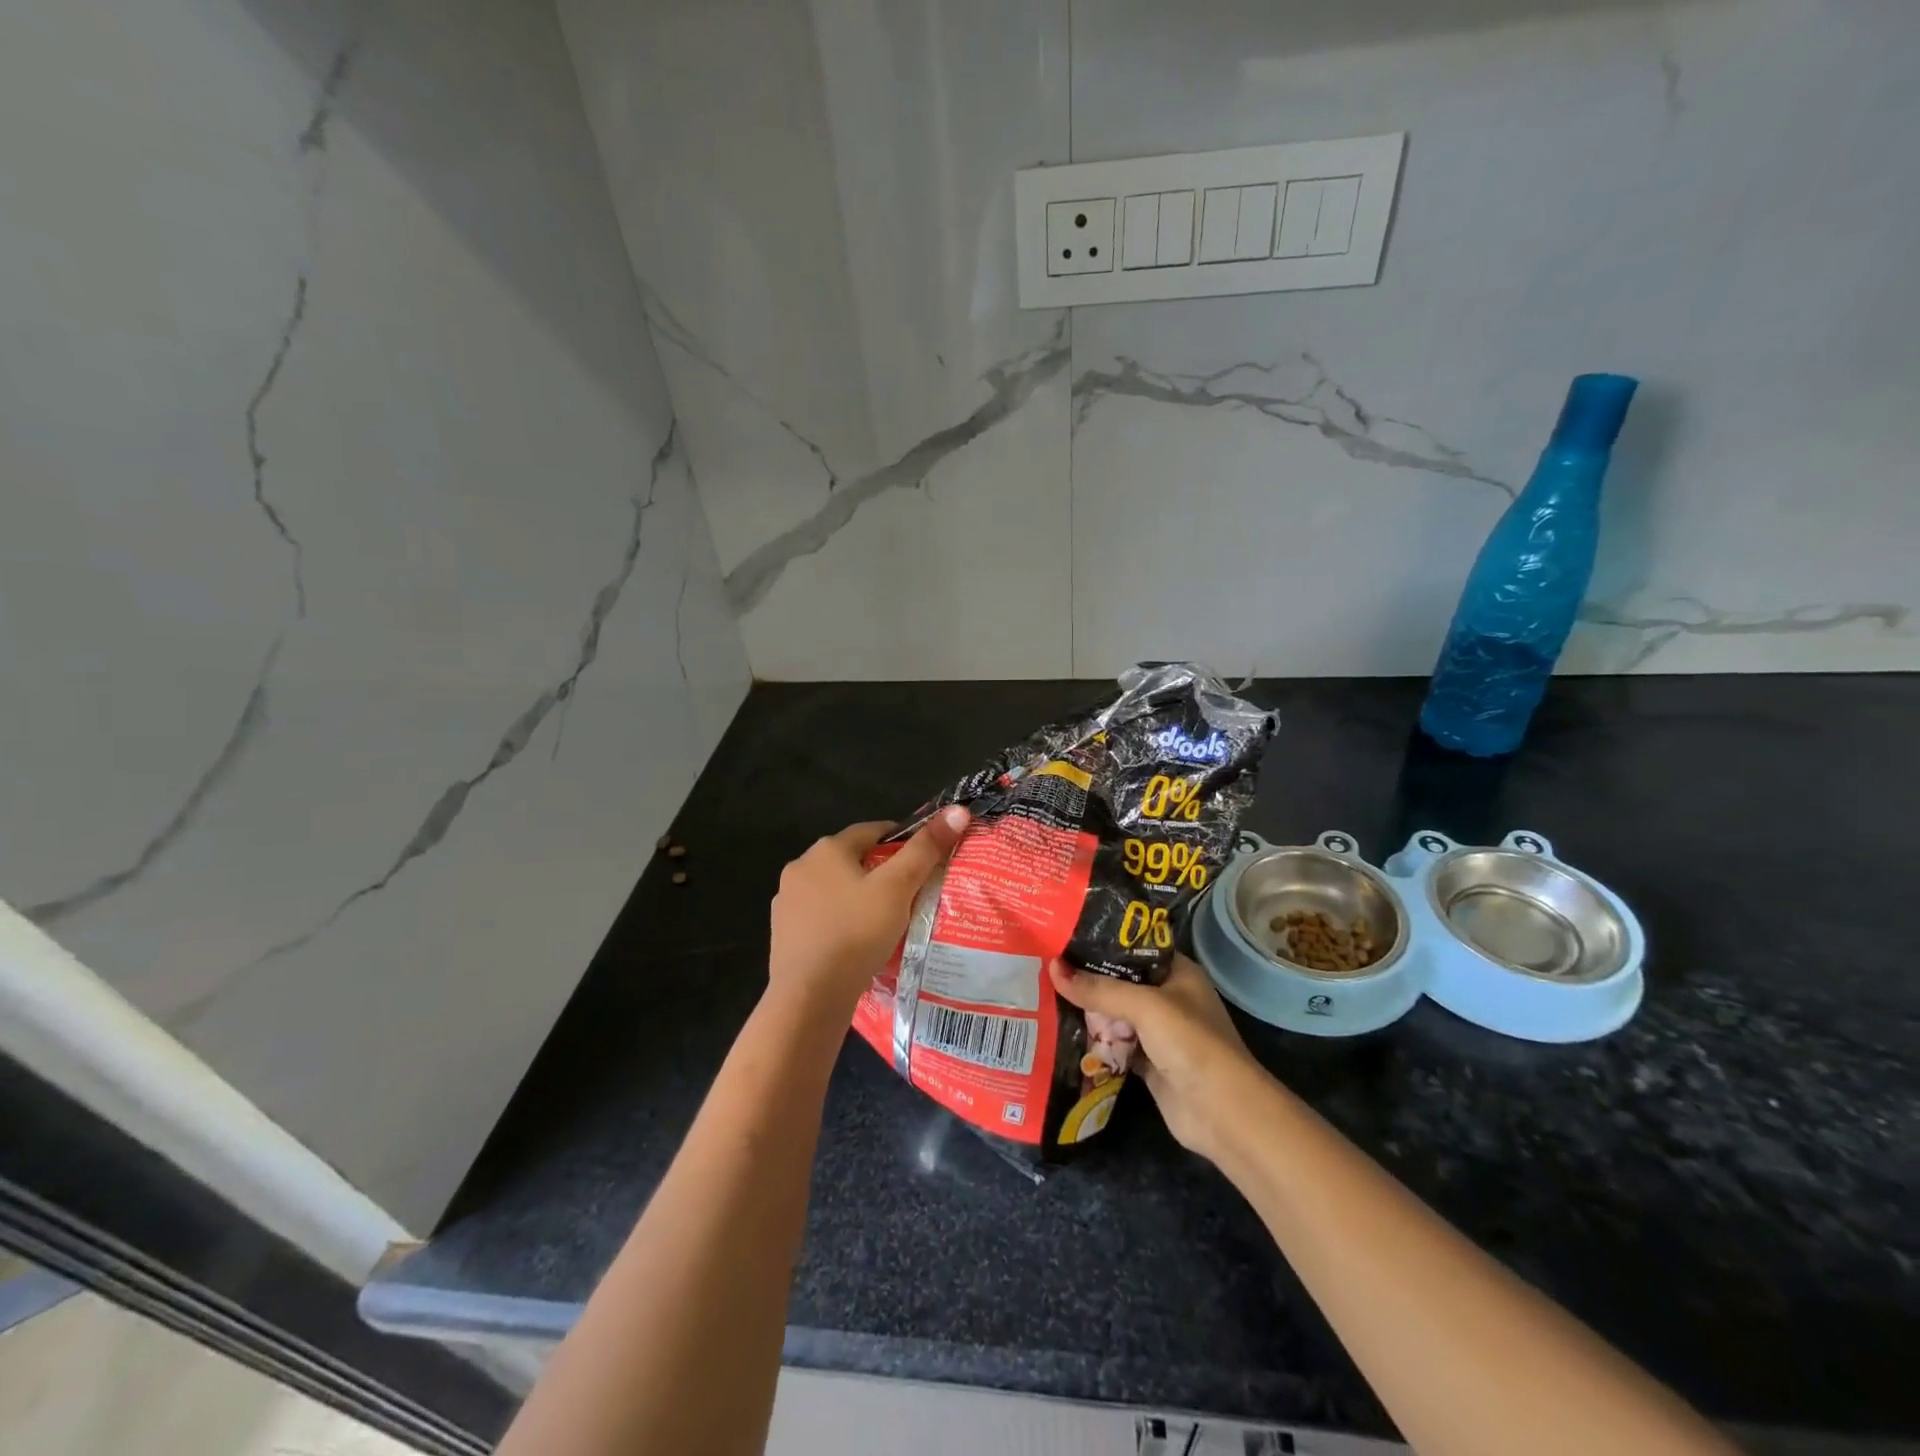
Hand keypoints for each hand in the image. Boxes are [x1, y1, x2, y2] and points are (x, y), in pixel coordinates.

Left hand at [768, 808, 969, 1022]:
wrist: (808, 997)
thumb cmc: (856, 933)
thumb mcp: (898, 888)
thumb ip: (926, 849)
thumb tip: (957, 810)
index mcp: (827, 849)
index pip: (873, 830)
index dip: (903, 841)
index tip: (925, 860)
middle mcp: (801, 867)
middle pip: (852, 859)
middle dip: (880, 871)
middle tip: (911, 894)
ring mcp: (787, 902)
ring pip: (835, 889)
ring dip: (858, 898)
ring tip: (887, 921)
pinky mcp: (783, 933)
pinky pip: (821, 917)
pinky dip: (840, 922)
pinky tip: (858, 944)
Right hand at [1049, 952, 1261, 1162]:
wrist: (1222, 1113)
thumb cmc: (1191, 1043)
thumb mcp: (1144, 1006)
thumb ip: (1099, 989)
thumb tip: (1052, 968)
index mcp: (1177, 972)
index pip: (1134, 947)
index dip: (1101, 942)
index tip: (1063, 936)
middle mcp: (1168, 997)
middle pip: (1119, 981)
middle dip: (1087, 978)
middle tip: (1044, 965)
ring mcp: (1158, 1033)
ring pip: (1114, 1015)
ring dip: (1086, 1011)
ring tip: (1043, 993)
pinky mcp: (1147, 1063)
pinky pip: (1114, 1045)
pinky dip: (1093, 1042)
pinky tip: (1061, 1032)